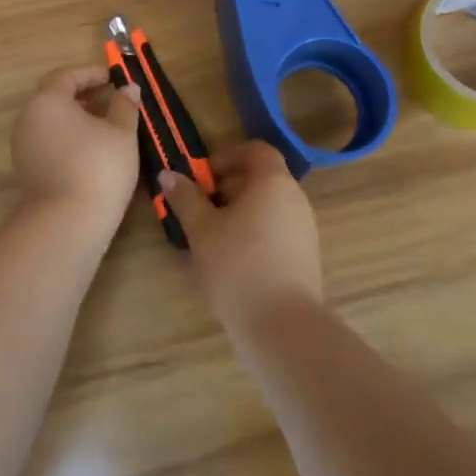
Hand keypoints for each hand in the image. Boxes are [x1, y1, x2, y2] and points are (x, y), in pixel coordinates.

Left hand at [11, 66, 142, 234]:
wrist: (67, 223)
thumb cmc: (98, 166)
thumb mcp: (121, 132)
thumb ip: (124, 105)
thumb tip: (128, 88)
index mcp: (47, 101)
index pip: (66, 75)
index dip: (92, 73)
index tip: (114, 78)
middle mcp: (28, 118)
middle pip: (55, 97)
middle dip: (85, 95)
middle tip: (112, 100)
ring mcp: (24, 146)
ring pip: (52, 121)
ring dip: (78, 118)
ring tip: (108, 126)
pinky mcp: (27, 170)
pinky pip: (49, 142)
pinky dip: (69, 138)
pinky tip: (93, 150)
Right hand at [161, 141, 321, 332]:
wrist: (282, 325)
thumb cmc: (237, 266)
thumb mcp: (201, 230)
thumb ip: (185, 198)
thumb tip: (169, 174)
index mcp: (273, 181)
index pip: (255, 150)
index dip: (226, 157)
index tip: (202, 179)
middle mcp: (295, 198)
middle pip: (262, 178)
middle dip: (229, 187)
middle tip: (201, 209)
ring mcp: (305, 228)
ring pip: (269, 206)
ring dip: (241, 212)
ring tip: (212, 237)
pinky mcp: (306, 256)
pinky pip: (278, 230)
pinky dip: (255, 233)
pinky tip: (233, 261)